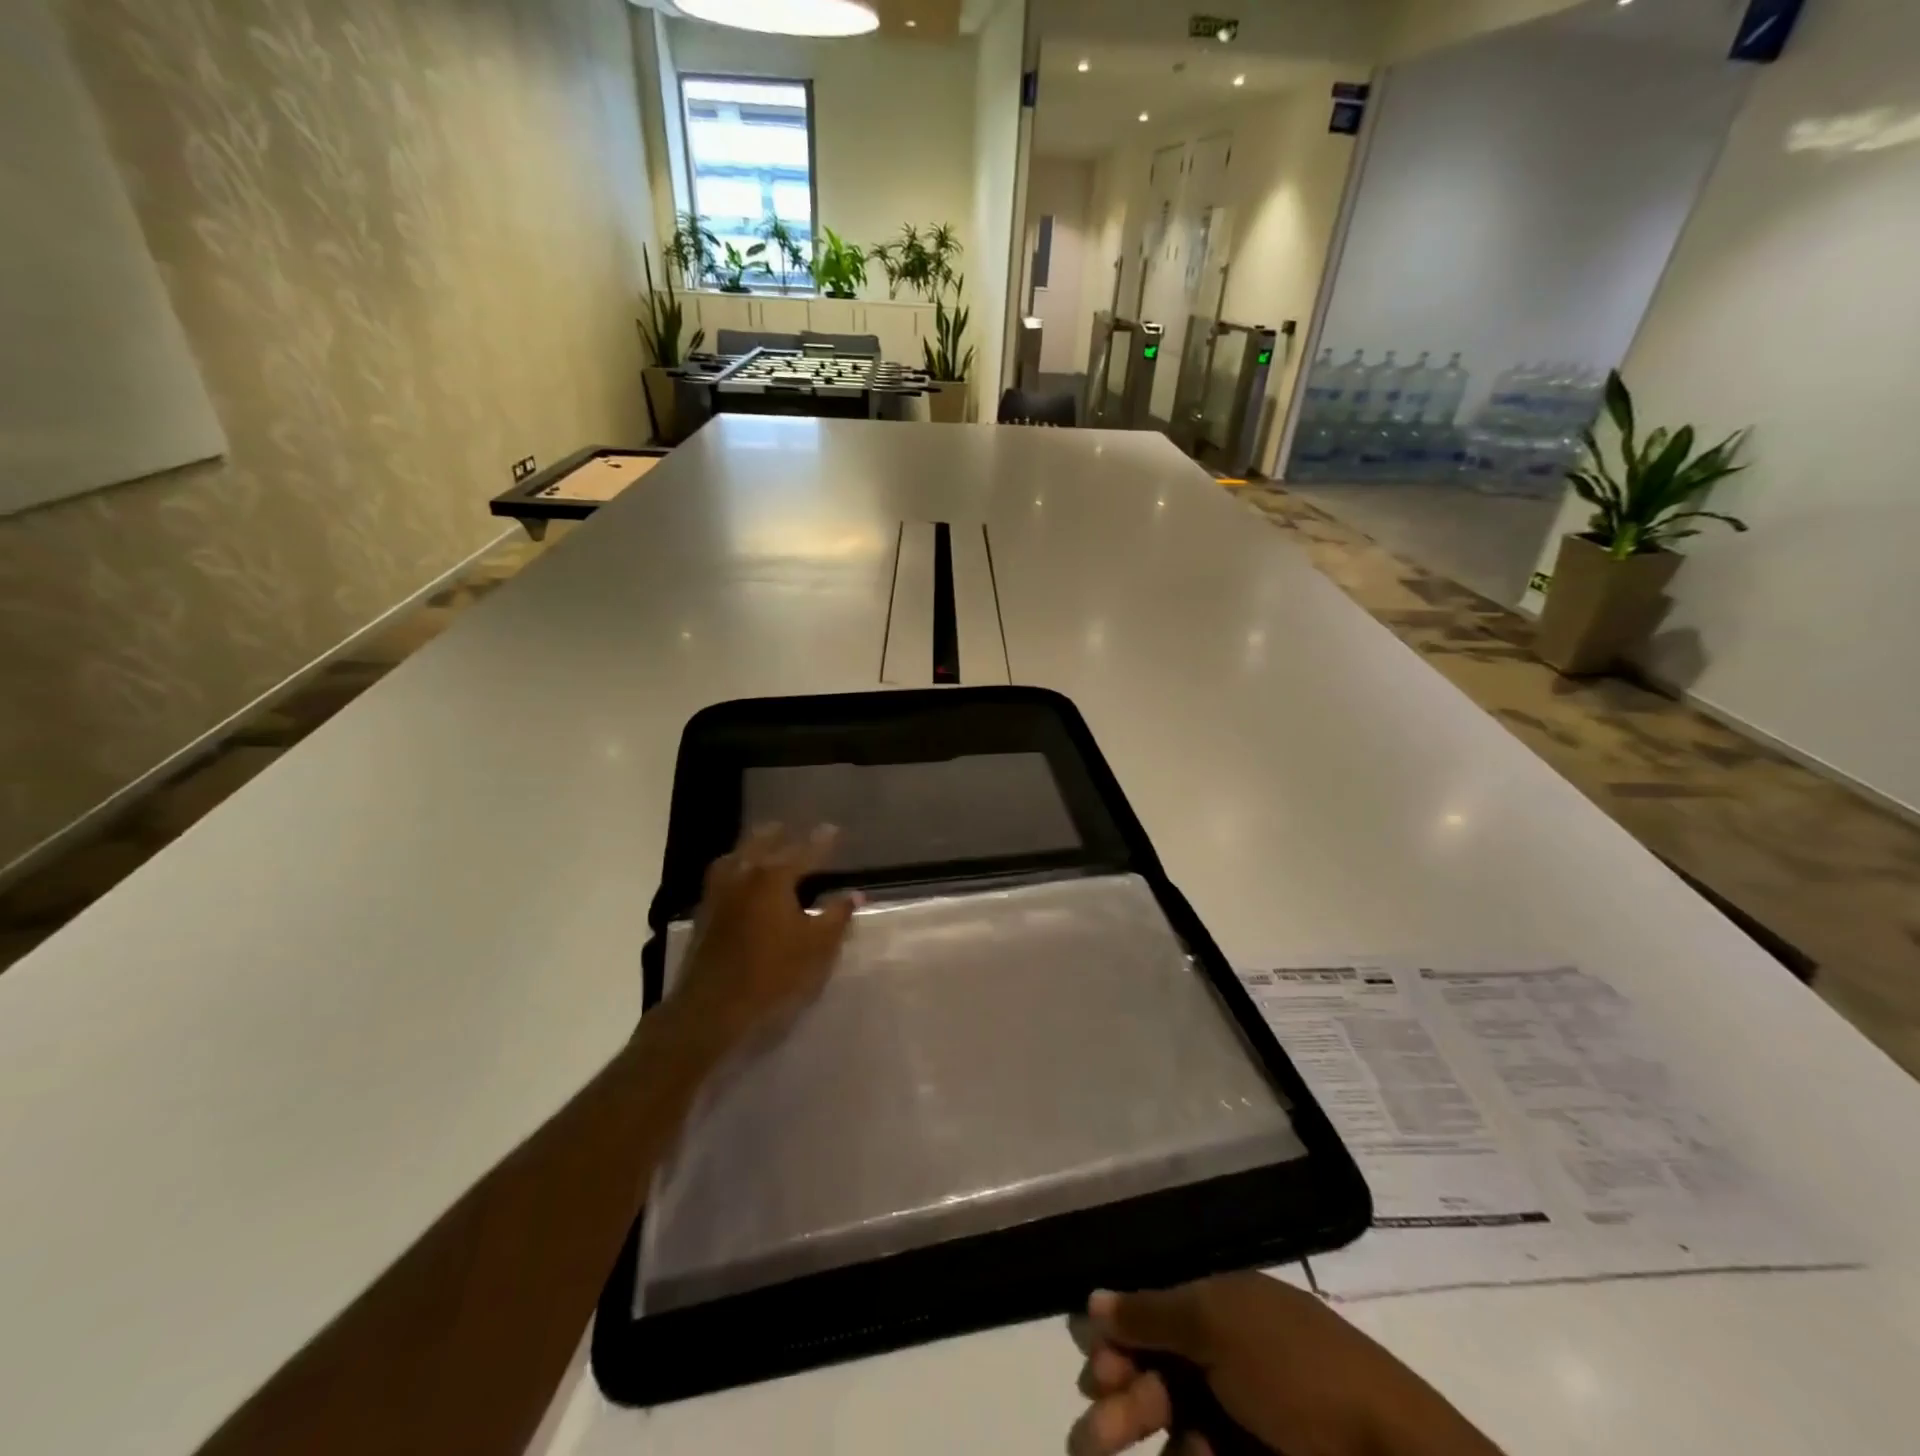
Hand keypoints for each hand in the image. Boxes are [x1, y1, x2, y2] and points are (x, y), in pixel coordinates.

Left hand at [666, 824, 856, 1054]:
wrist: (711, 1009)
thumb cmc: (773, 975)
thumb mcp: (817, 947)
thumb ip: (837, 916)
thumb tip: (854, 893)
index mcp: (773, 878)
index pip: (804, 851)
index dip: (822, 841)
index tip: (834, 829)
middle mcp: (743, 875)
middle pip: (762, 843)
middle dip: (779, 835)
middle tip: (792, 830)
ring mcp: (718, 893)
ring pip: (736, 857)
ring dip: (752, 847)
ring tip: (763, 847)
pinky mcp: (703, 914)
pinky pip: (721, 876)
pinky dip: (734, 868)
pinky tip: (739, 880)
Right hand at [1070, 1273, 1502, 1455]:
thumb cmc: (1295, 1374)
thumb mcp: (1216, 1327)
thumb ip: (1151, 1313)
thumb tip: (1093, 1299)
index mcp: (1226, 1309)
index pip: (1158, 1318)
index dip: (1122, 1342)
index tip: (1096, 1370)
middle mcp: (1233, 1359)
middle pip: (1161, 1373)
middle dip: (1124, 1399)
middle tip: (1096, 1434)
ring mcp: (1248, 1419)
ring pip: (1178, 1424)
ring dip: (1144, 1436)